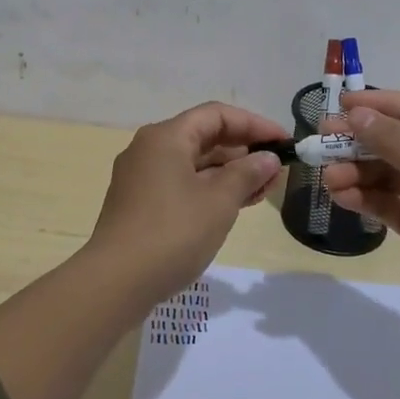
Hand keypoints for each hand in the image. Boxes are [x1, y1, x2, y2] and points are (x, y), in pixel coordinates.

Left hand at [86, 101, 286, 295]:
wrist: (116, 283)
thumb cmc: (172, 233)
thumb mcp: (219, 201)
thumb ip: (247, 173)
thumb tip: (268, 158)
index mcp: (166, 137)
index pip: (217, 115)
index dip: (254, 124)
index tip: (283, 142)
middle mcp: (150, 149)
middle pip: (204, 137)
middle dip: (243, 151)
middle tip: (276, 171)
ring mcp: (141, 177)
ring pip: (194, 163)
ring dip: (229, 173)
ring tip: (263, 190)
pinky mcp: (139, 203)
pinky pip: (182, 183)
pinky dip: (210, 189)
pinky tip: (234, 205)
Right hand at [321, 90, 399, 332]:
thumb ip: (397, 144)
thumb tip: (356, 114)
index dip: (380, 104)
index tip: (342, 102)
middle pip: (395, 143)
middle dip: (359, 142)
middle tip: (323, 141)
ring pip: (385, 175)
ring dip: (356, 173)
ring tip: (328, 177)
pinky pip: (385, 204)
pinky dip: (364, 198)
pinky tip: (341, 196)